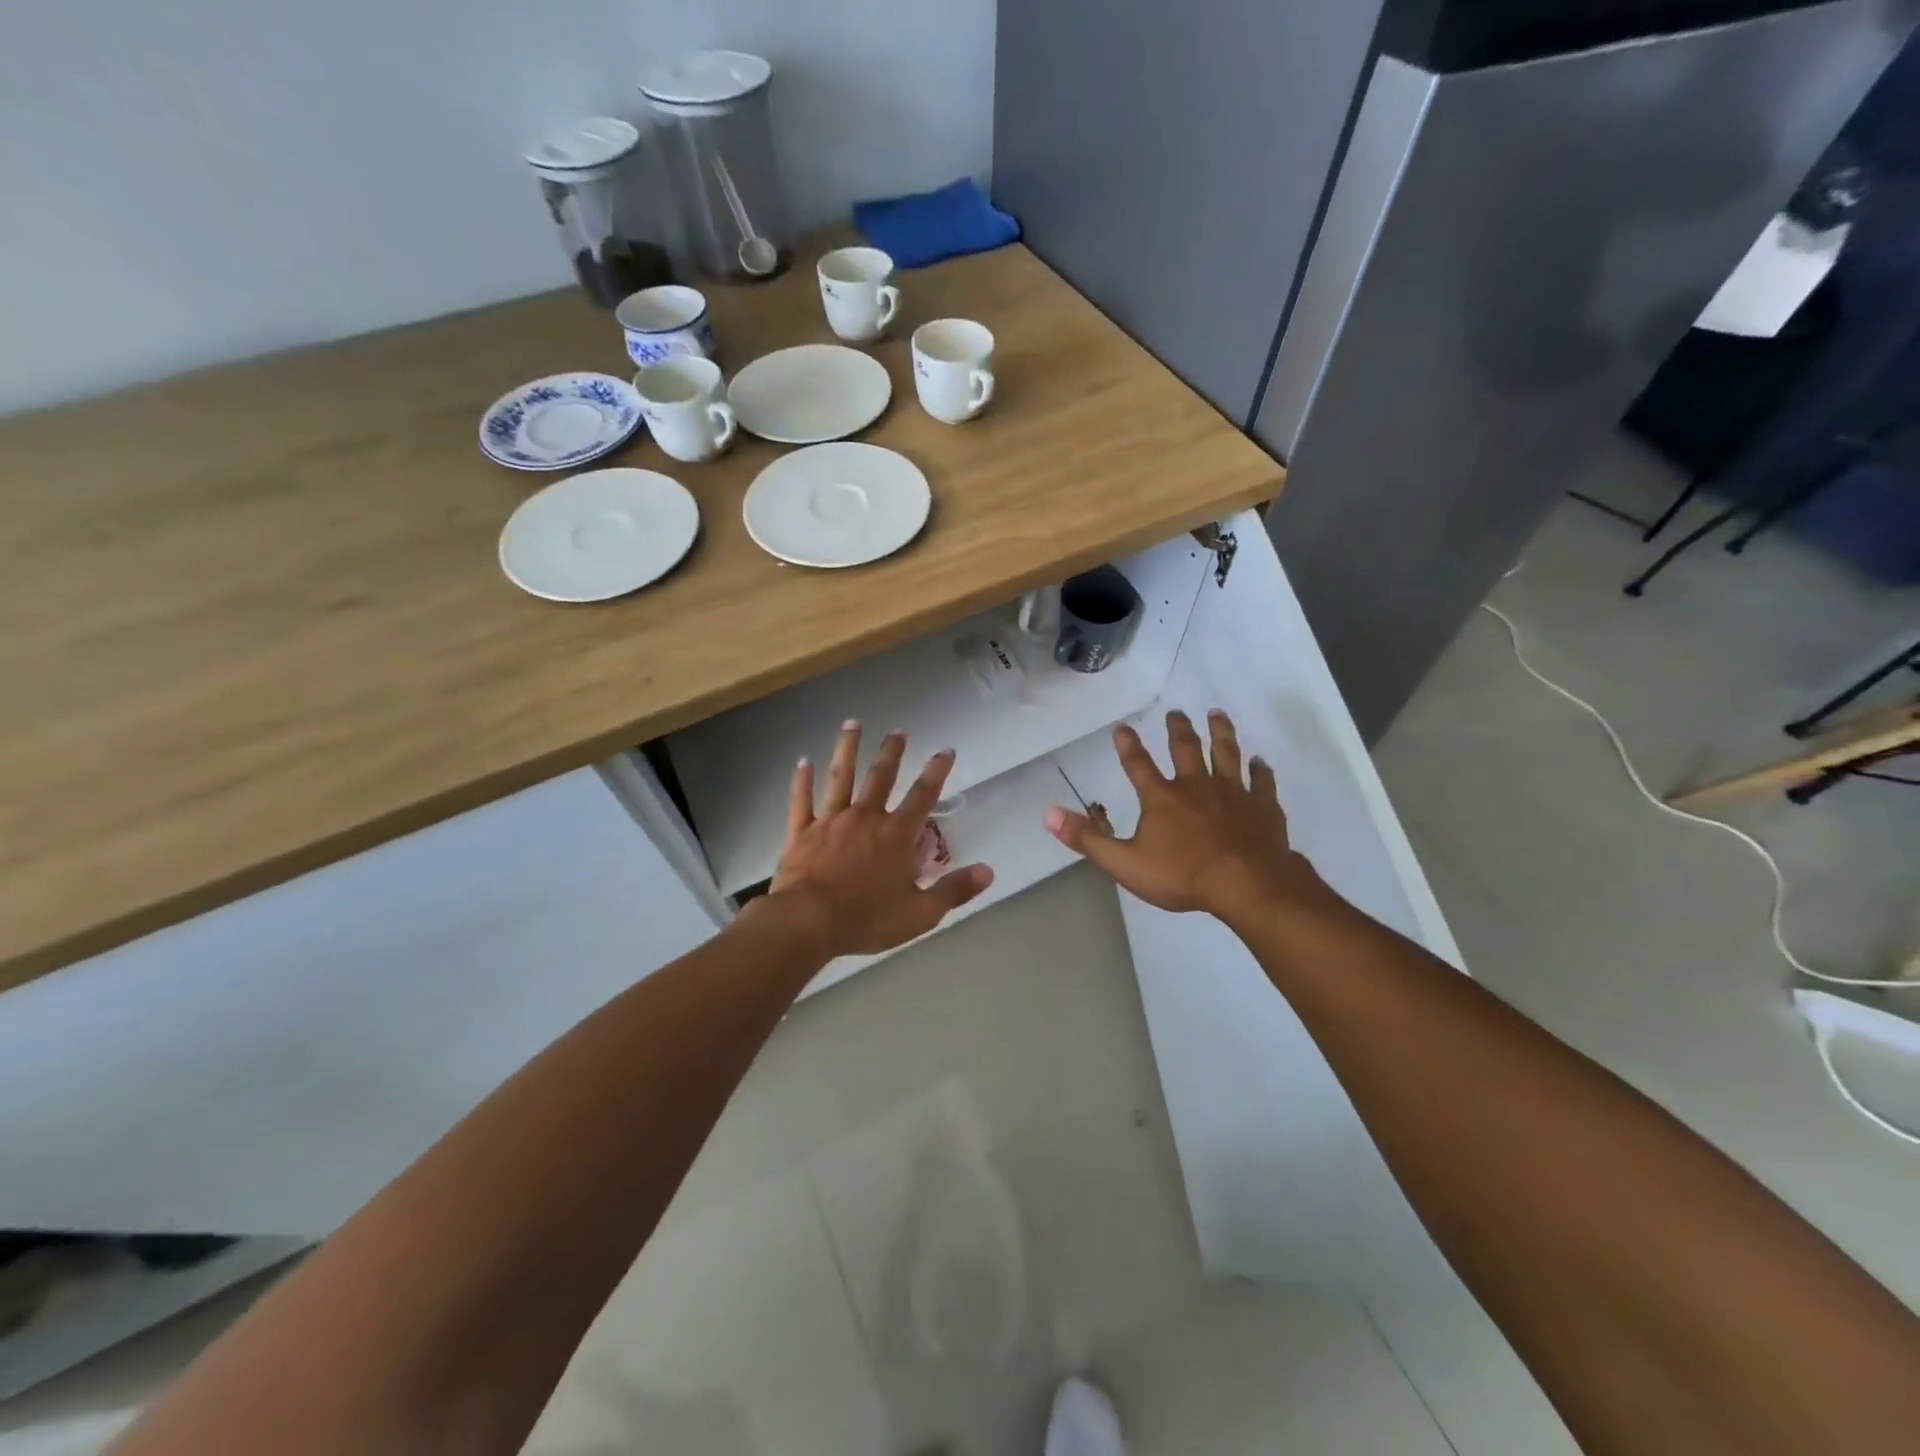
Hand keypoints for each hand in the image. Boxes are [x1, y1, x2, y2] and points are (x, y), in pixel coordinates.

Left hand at [768, 721, 993, 959]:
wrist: (808, 922)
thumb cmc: (867, 919)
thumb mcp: (920, 913)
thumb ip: (954, 890)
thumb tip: (989, 871)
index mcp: (895, 835)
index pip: (922, 796)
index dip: (936, 772)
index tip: (945, 750)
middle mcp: (865, 818)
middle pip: (880, 777)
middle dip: (892, 752)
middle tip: (898, 730)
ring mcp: (830, 821)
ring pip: (840, 777)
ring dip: (847, 749)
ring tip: (852, 724)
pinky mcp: (801, 832)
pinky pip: (801, 801)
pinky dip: (802, 781)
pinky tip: (802, 761)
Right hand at [1043, 709, 1323, 926]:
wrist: (1246, 883)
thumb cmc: (1182, 875)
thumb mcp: (1125, 862)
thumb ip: (1087, 839)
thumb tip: (1049, 814)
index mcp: (1162, 798)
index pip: (1138, 765)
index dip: (1128, 746)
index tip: (1122, 727)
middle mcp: (1196, 786)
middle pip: (1186, 749)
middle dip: (1178, 729)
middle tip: (1176, 712)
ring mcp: (1233, 793)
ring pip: (1226, 753)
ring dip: (1221, 733)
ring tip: (1217, 714)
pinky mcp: (1262, 806)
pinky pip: (1262, 781)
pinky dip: (1260, 770)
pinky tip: (1261, 761)